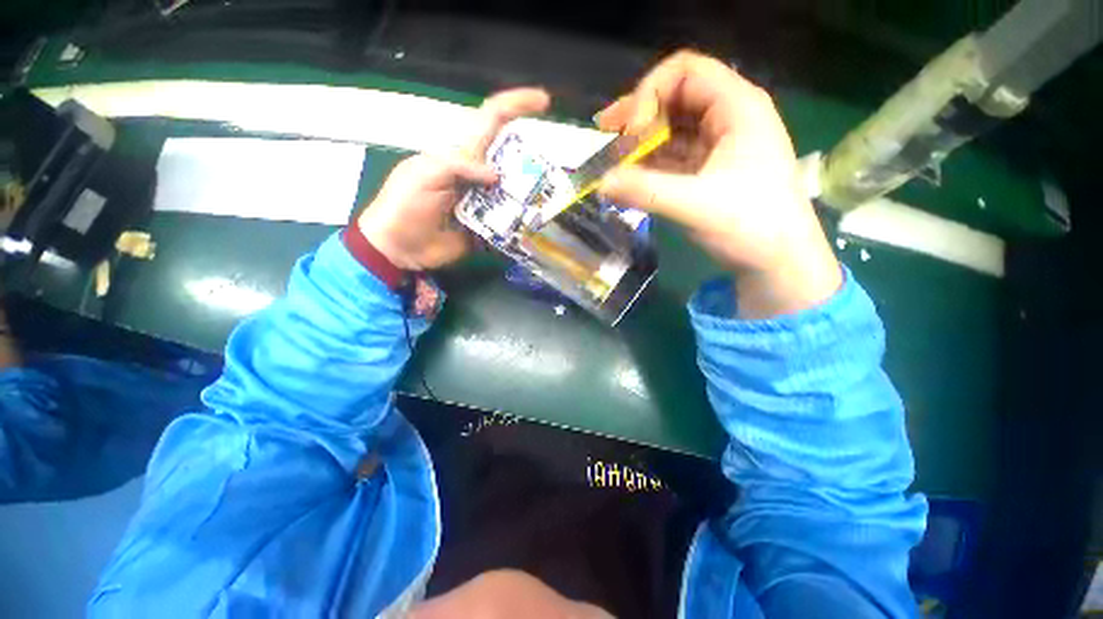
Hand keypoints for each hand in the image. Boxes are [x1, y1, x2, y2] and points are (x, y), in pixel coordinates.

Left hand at [357, 88, 550, 270]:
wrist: (400, 247)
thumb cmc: (404, 206)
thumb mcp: (424, 175)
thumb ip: (458, 166)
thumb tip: (496, 175)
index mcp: (461, 154)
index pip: (491, 120)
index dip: (516, 106)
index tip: (544, 102)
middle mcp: (478, 174)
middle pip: (511, 156)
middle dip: (533, 156)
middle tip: (556, 167)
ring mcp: (485, 201)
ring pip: (515, 190)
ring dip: (532, 191)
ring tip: (552, 197)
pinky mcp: (488, 225)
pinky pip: (510, 220)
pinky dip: (523, 220)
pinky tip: (536, 223)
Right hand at [595, 51, 840, 318]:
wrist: (778, 262)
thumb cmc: (750, 226)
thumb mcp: (696, 205)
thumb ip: (645, 191)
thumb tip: (601, 183)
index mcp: (737, 108)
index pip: (686, 72)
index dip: (651, 93)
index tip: (630, 132)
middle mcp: (728, 118)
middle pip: (675, 98)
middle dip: (639, 117)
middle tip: (606, 137)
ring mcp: (718, 146)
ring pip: (672, 130)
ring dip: (641, 144)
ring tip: (613, 163)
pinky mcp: (709, 171)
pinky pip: (673, 158)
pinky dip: (650, 165)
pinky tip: (630, 178)